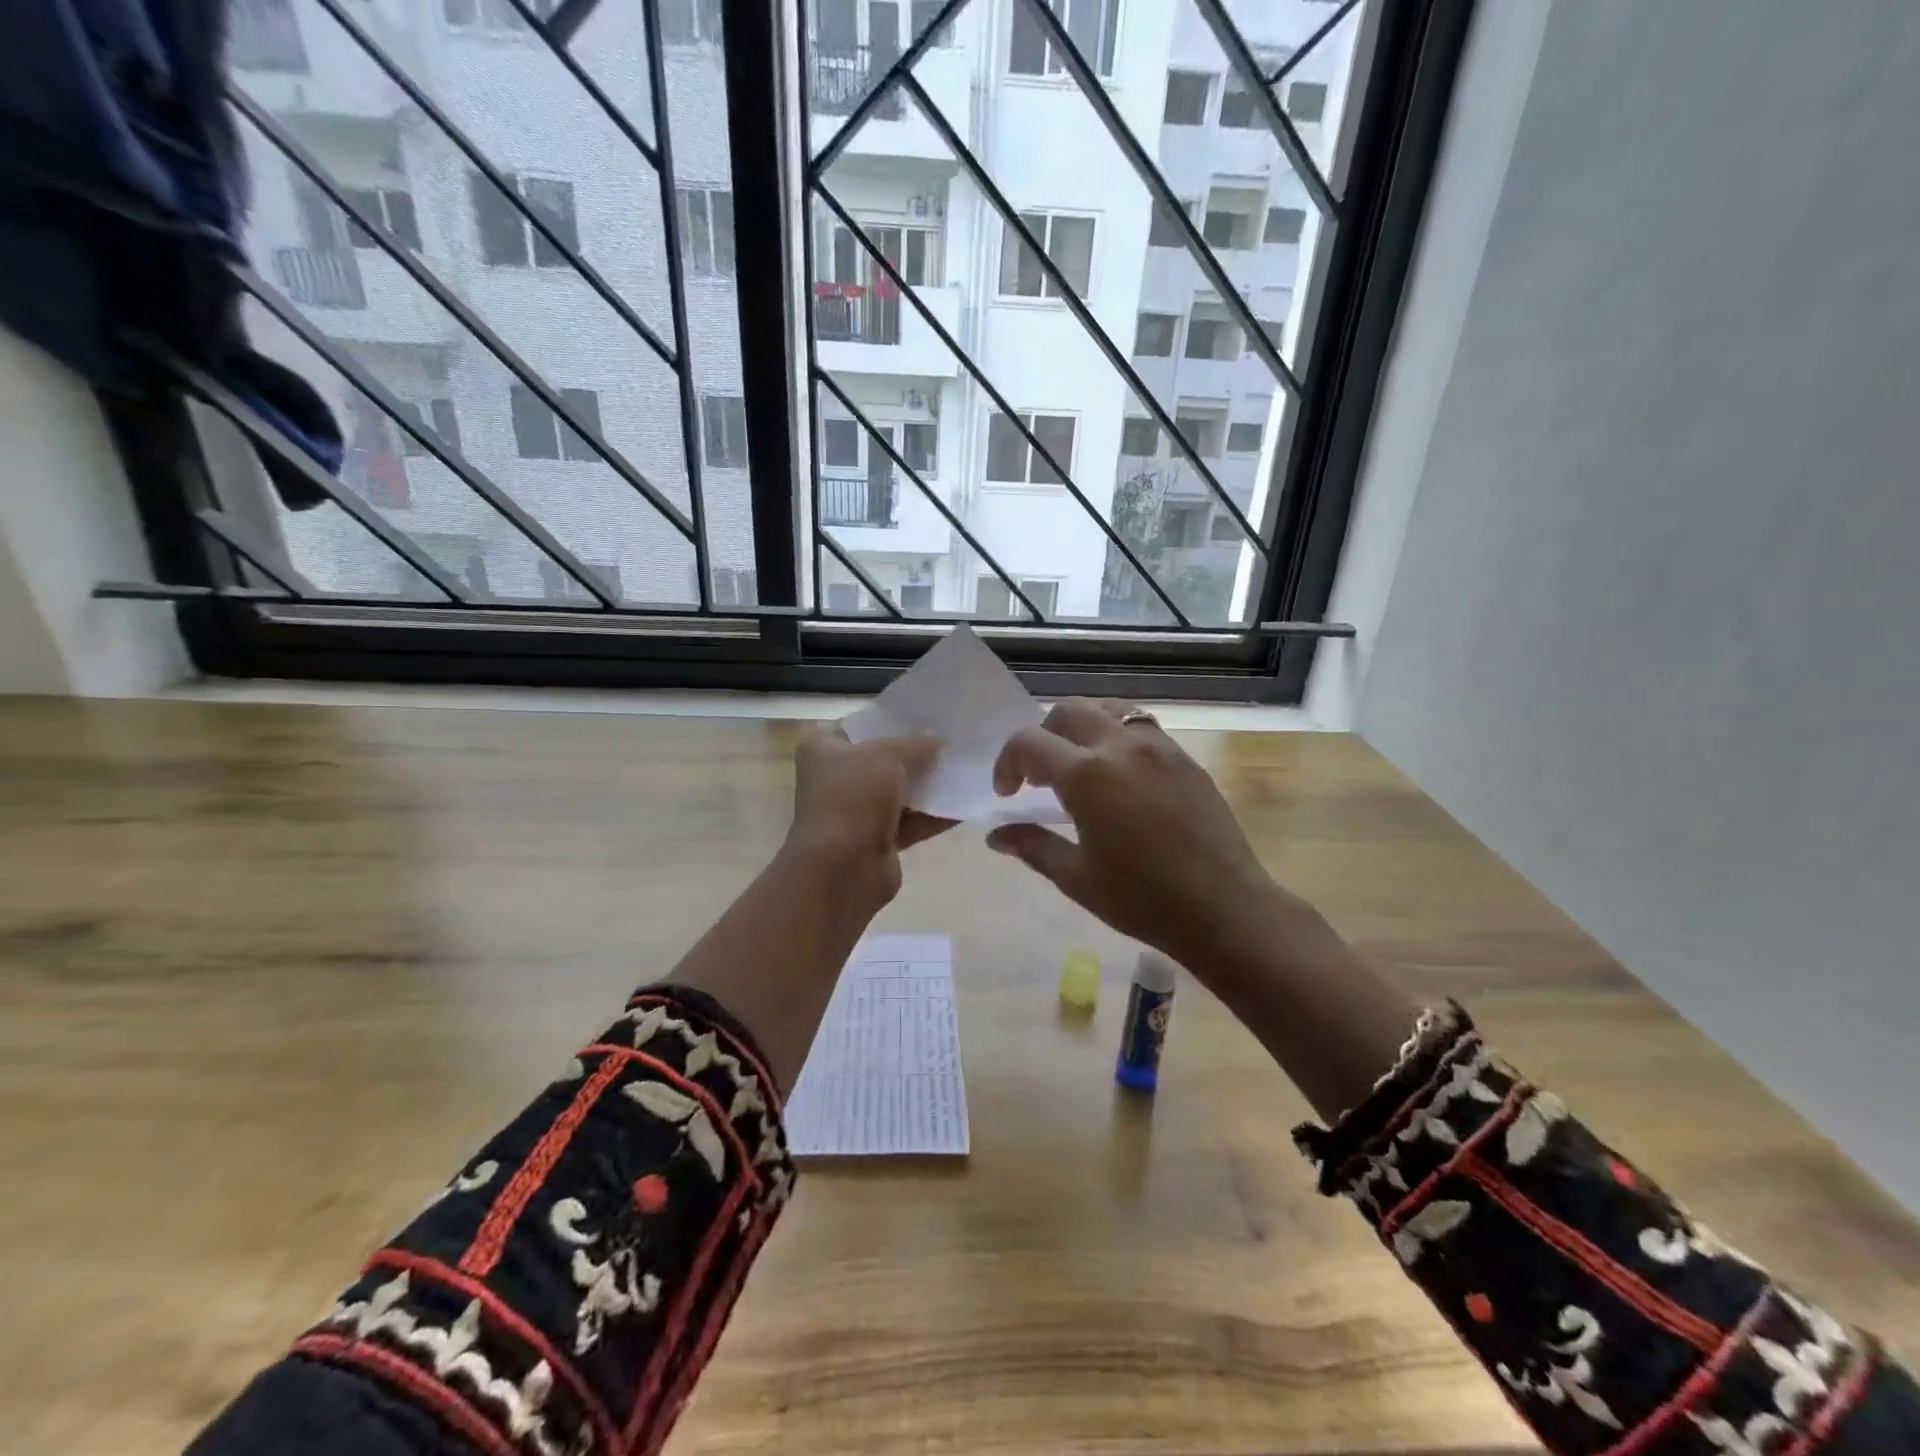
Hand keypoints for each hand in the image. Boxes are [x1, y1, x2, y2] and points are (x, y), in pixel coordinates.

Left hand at [784, 724, 952, 906]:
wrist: (842, 869)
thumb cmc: (854, 798)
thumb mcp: (886, 755)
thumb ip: (915, 744)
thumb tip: (938, 739)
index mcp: (824, 748)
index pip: (863, 726)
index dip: (895, 721)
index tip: (930, 717)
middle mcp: (836, 778)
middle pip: (884, 760)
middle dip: (918, 754)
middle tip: (956, 742)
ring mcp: (857, 812)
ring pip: (900, 792)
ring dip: (930, 785)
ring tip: (967, 769)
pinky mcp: (877, 841)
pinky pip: (911, 822)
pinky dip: (935, 815)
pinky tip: (966, 803)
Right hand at [986, 700, 1283, 967]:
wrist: (1224, 908)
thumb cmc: (1142, 899)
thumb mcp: (1076, 878)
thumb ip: (1033, 846)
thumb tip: (996, 836)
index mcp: (1086, 775)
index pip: (1028, 742)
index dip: (1007, 763)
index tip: (1007, 795)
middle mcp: (1120, 746)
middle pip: (1067, 712)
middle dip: (1042, 737)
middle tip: (1040, 778)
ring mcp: (1158, 746)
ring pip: (1107, 709)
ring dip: (1081, 728)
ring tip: (1079, 765)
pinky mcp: (1184, 757)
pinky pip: (1141, 726)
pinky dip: (1116, 735)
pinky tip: (1119, 775)